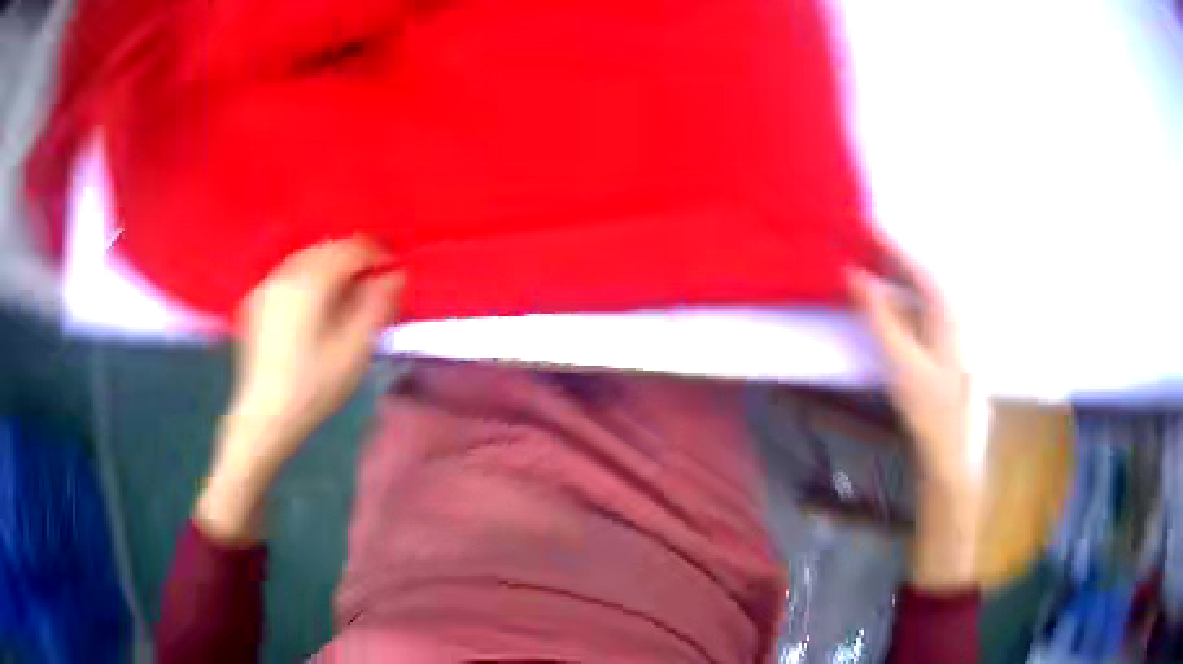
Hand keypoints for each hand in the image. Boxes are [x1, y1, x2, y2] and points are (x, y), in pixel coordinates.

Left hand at [197, 239, 402, 543]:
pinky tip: (316, 306)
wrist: (265, 418)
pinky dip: (310, 279)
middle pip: (327, 249)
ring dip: (331, 269)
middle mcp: (284, 273)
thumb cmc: (314, 387)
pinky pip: (290, 275)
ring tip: (346, 296)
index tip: (393, 273)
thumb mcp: (355, 349)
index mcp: (309, 281)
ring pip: (307, 260)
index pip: (351, 248)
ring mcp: (266, 286)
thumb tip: (394, 274)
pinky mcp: (255, 302)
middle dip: (353, 261)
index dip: (378, 255)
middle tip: (372, 287)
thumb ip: (378, 304)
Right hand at [851, 255, 985, 589]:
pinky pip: (920, 313)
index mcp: (947, 311)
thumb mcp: (902, 361)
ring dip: (894, 280)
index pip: (916, 266)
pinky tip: (887, 307)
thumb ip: (879, 316)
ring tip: (867, 268)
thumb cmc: (931, 407)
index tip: (863, 224)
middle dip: (890, 259)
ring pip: (920, 295)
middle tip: (859, 244)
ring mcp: (951, 332)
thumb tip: (854, 275)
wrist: (953, 450)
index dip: (889, 245)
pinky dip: (900, 303)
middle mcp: (953, 314)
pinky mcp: (944, 348)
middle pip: (920, 276)